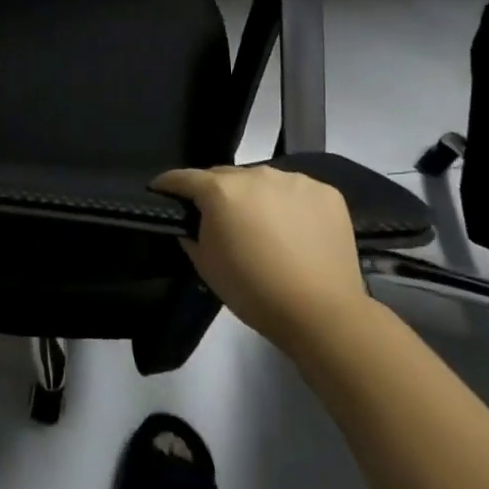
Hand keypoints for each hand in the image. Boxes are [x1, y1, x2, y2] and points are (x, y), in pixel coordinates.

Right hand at [153, 164, 367, 346]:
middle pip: (225, 176)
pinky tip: (297, 232)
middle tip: (222, 221)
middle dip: (217, 193)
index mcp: (220, 190)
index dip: (169, 185)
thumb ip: (191, 233)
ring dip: (256, 198)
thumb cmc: (254, 292)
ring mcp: (293, 180)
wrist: (323, 315)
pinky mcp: (325, 192)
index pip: (184, 177)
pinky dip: (291, 205)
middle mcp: (255, 174)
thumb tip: (192, 221)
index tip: (162, 192)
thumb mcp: (206, 266)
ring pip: (262, 182)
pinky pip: (296, 191)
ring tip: (266, 228)